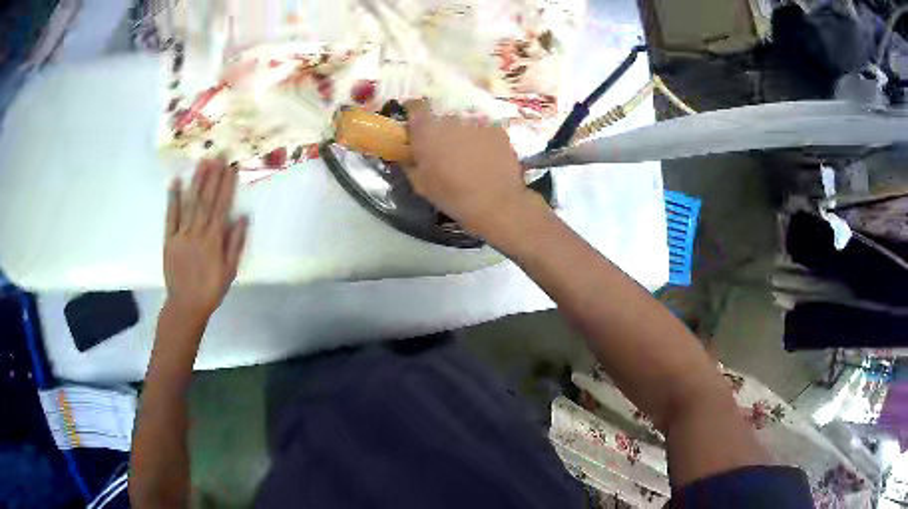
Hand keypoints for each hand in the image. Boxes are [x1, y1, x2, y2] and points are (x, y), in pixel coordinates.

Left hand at [163, 158, 247, 322]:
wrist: (185, 306)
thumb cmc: (211, 289)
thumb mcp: (230, 271)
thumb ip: (235, 243)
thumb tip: (242, 217)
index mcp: (213, 240)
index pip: (221, 206)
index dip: (226, 185)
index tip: (231, 167)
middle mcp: (197, 232)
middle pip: (206, 200)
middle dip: (213, 176)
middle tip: (218, 154)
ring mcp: (181, 234)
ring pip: (190, 203)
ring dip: (197, 181)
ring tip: (203, 162)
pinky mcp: (169, 239)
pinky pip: (171, 216)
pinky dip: (173, 199)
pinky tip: (176, 182)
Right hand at [404, 100, 544, 240]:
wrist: (496, 203)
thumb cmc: (452, 196)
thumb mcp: (420, 184)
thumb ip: (411, 162)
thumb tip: (410, 153)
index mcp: (427, 131)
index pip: (415, 108)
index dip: (414, 113)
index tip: (415, 127)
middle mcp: (451, 120)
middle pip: (442, 119)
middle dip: (441, 132)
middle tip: (444, 152)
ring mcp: (477, 123)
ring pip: (465, 126)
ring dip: (463, 137)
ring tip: (469, 159)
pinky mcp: (498, 131)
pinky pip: (485, 132)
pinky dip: (483, 142)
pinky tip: (486, 160)